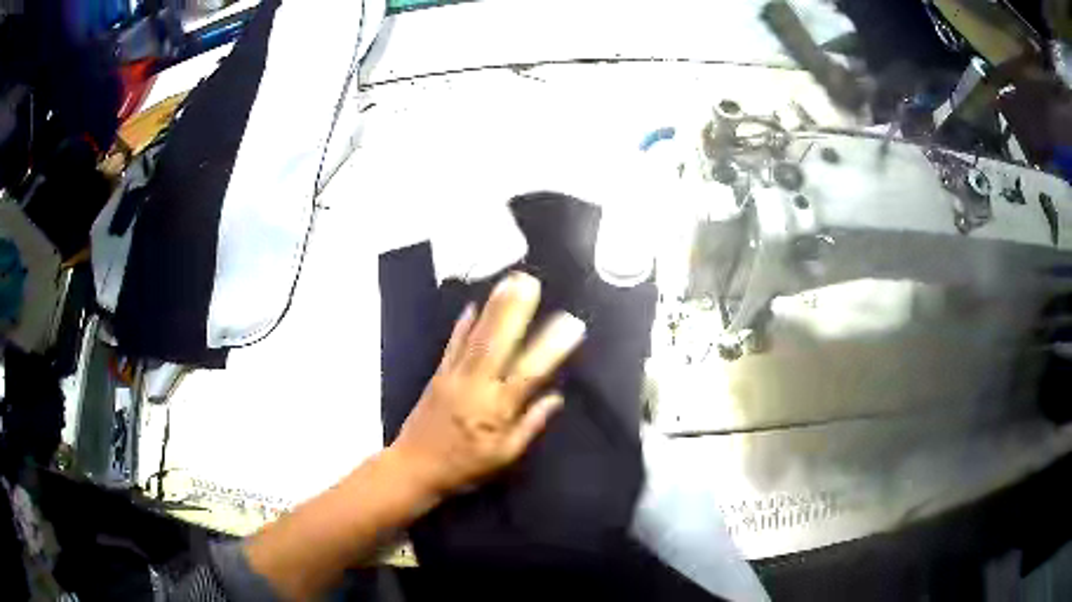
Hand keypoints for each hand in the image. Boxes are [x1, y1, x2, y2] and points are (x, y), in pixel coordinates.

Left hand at [389, 271, 585, 497]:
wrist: (414, 467)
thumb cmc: (464, 468)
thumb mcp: (504, 457)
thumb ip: (530, 426)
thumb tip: (556, 398)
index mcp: (496, 410)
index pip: (529, 373)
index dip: (551, 347)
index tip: (572, 323)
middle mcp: (475, 386)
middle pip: (497, 343)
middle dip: (515, 310)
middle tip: (530, 281)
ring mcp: (453, 376)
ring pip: (476, 337)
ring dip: (493, 307)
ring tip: (509, 281)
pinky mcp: (438, 374)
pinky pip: (452, 344)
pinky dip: (463, 324)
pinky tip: (472, 305)